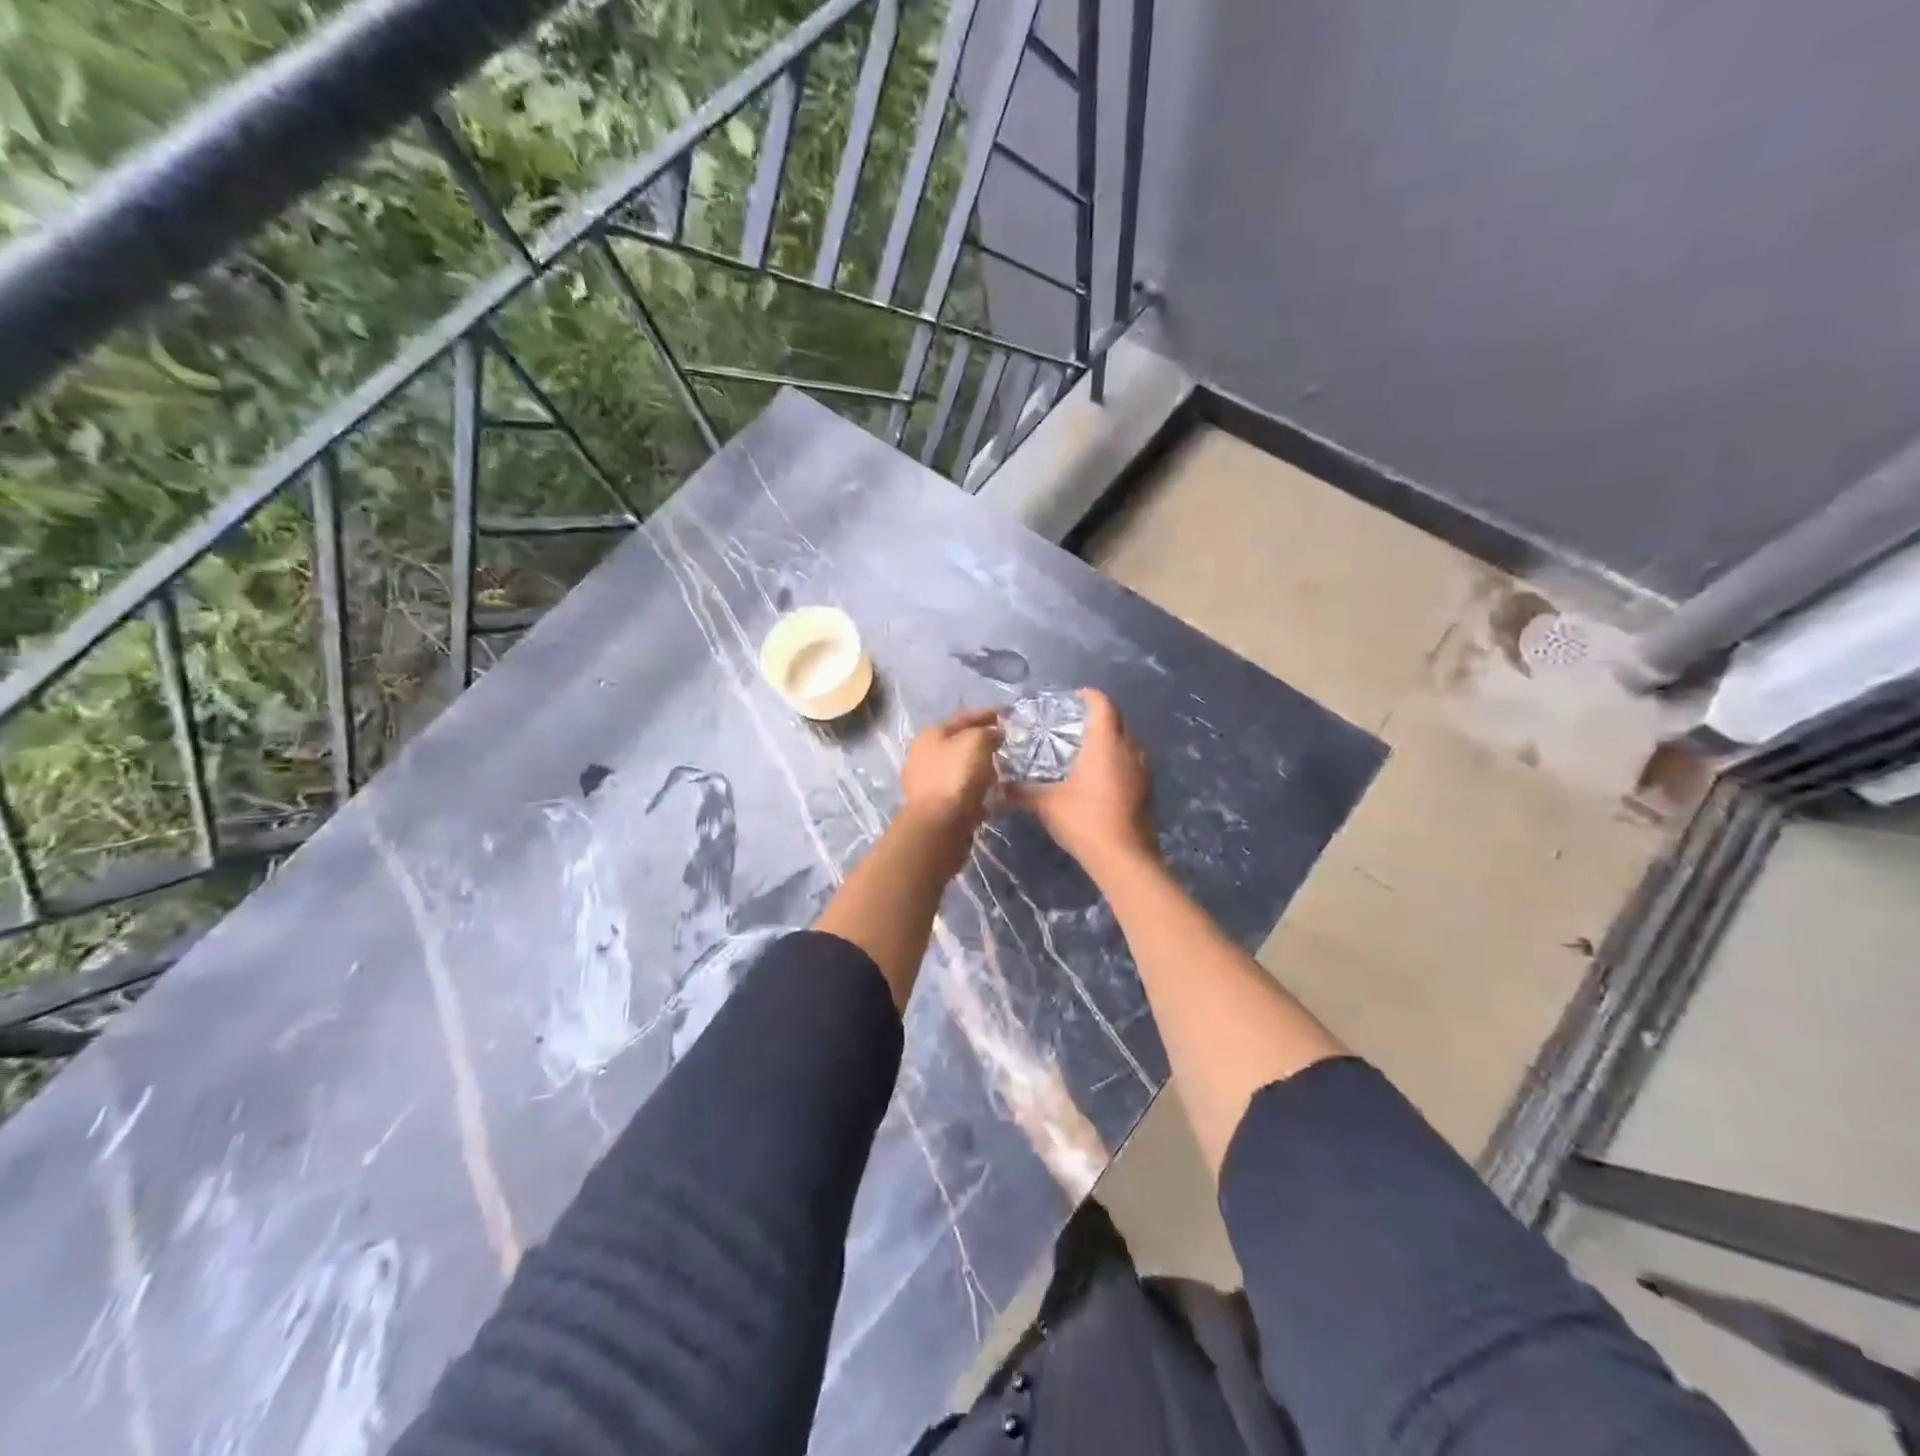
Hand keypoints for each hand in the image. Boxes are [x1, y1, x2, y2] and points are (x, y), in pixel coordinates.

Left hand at [899, 708, 1002, 853]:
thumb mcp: (976, 742)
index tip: (1006, 714)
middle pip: (958, 743)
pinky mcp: (933, 807)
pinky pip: (959, 791)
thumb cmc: (957, 776)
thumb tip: (993, 734)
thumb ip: (987, 732)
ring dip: (978, 768)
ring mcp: (925, 783)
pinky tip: (988, 793)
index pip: (962, 717)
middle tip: (1003, 744)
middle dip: (981, 742)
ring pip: (958, 768)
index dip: (985, 714)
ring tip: (999, 770)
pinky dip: (974, 789)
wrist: (939, 824)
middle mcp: (923, 756)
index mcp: (930, 735)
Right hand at [1009, 688, 1157, 881]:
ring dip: (1109, 739)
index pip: (1102, 704)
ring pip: (1127, 742)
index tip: (1072, 698)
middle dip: (1098, 716)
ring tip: (1084, 748)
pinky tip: (1098, 776)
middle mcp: (1129, 748)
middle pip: (1117, 720)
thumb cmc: (1084, 820)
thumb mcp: (1046, 804)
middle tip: (1072, 723)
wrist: (1124, 858)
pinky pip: (1132, 762)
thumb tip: (998, 786)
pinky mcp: (1147, 788)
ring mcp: (1143, 769)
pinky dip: (1116, 760)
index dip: (1088, 696)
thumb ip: (1022, 791)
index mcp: (1106, 742)